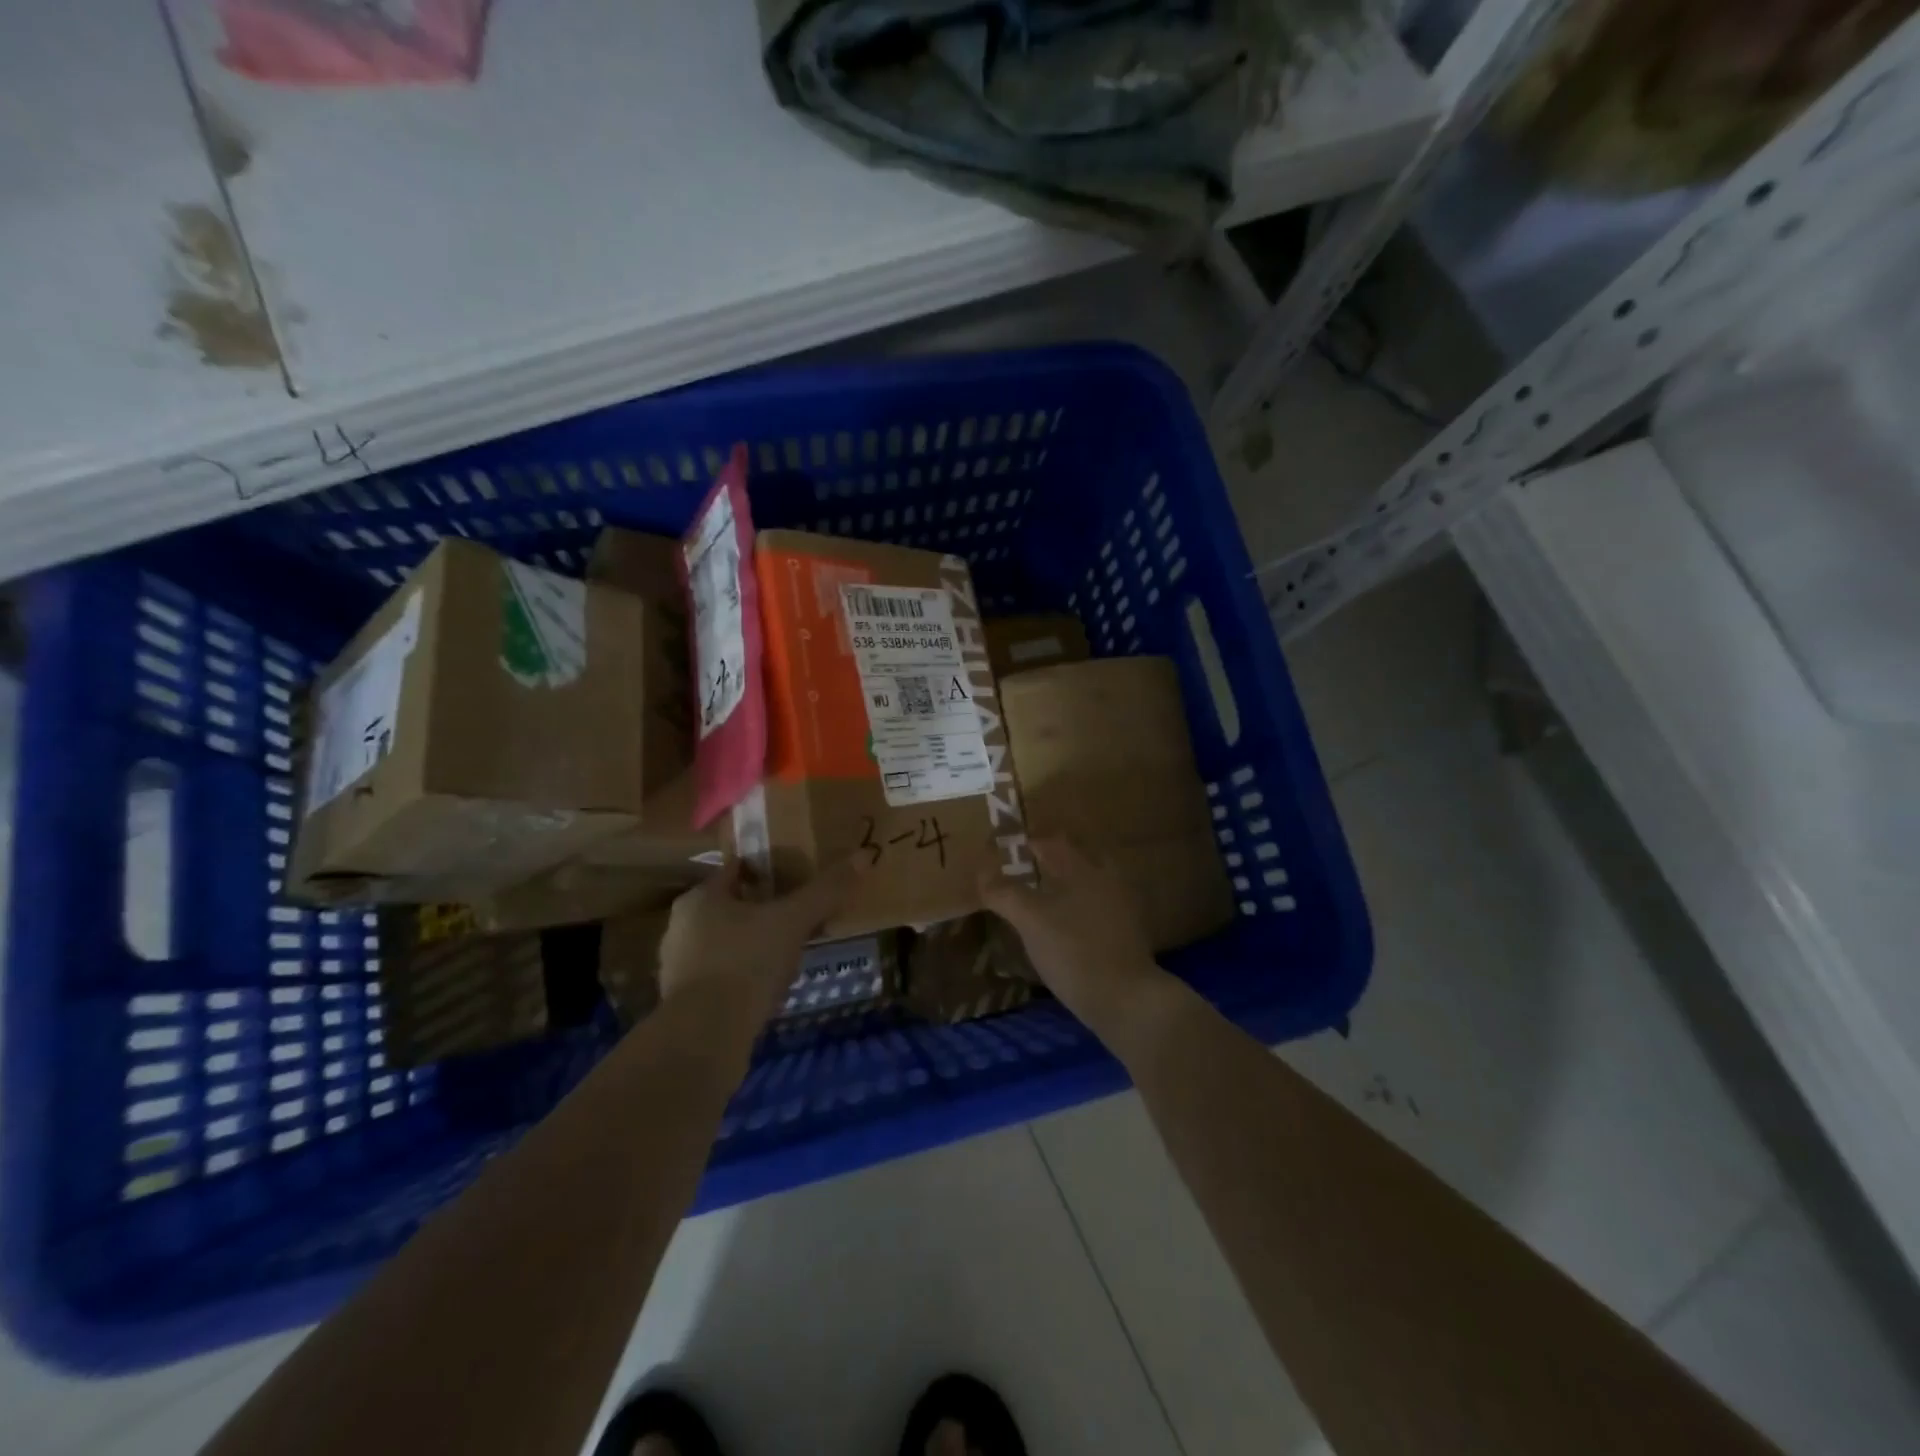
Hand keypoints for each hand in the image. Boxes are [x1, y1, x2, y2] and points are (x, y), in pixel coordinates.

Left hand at [658, 858, 858, 1026]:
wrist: (705, 1038)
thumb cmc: (745, 963)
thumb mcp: (793, 921)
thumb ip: (825, 890)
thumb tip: (864, 855)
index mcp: (700, 898)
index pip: (737, 870)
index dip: (769, 871)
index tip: (798, 879)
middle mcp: (681, 927)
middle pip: (732, 907)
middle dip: (764, 911)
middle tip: (800, 918)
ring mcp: (679, 967)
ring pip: (726, 943)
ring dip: (754, 946)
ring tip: (790, 954)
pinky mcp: (685, 1003)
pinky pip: (722, 977)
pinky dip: (744, 977)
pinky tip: (768, 988)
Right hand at [978, 838, 1168, 1036]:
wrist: (1126, 1000)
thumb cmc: (1074, 951)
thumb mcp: (1031, 920)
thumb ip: (1005, 893)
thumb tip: (982, 873)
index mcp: (1084, 869)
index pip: (1053, 843)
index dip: (1030, 842)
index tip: (1008, 847)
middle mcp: (1107, 881)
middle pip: (1077, 860)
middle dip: (1053, 861)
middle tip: (1026, 869)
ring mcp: (1122, 909)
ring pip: (1090, 886)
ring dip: (1067, 886)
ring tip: (1042, 898)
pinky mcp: (1127, 936)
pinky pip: (1098, 910)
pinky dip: (1079, 910)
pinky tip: (1065, 926)